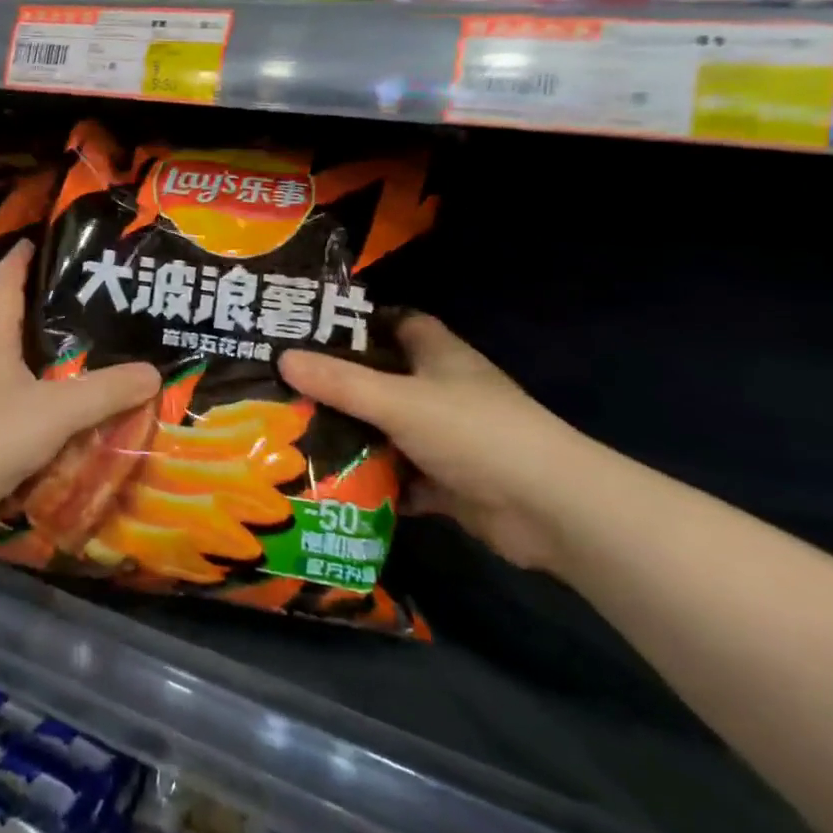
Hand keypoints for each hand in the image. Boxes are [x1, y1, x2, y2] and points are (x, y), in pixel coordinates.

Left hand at [0, 241, 158, 527]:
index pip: (3, 288)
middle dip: (31, 310)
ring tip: (69, 358)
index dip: (17, 263)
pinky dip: (29, 399)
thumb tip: (152, 371)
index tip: (29, 241)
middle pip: (3, 325)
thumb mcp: (56, 411)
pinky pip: (5, 403)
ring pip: (4, 367)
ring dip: (31, 359)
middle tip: (71, 303)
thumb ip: (105, 392)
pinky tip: (50, 414)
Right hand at [280, 315, 608, 573]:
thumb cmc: (474, 432)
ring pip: (388, 429)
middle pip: (383, 378)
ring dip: (352, 435)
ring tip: (293, 432)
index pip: (397, 322)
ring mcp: (447, 438)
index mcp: (438, 355)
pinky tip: (330, 483)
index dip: (359, 322)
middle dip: (340, 383)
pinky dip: (372, 481)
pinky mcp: (449, 483)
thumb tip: (282, 358)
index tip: (310, 329)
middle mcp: (442, 391)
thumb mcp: (397, 400)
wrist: (551, 511)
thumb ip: (339, 382)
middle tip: (286, 385)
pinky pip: (399, 476)